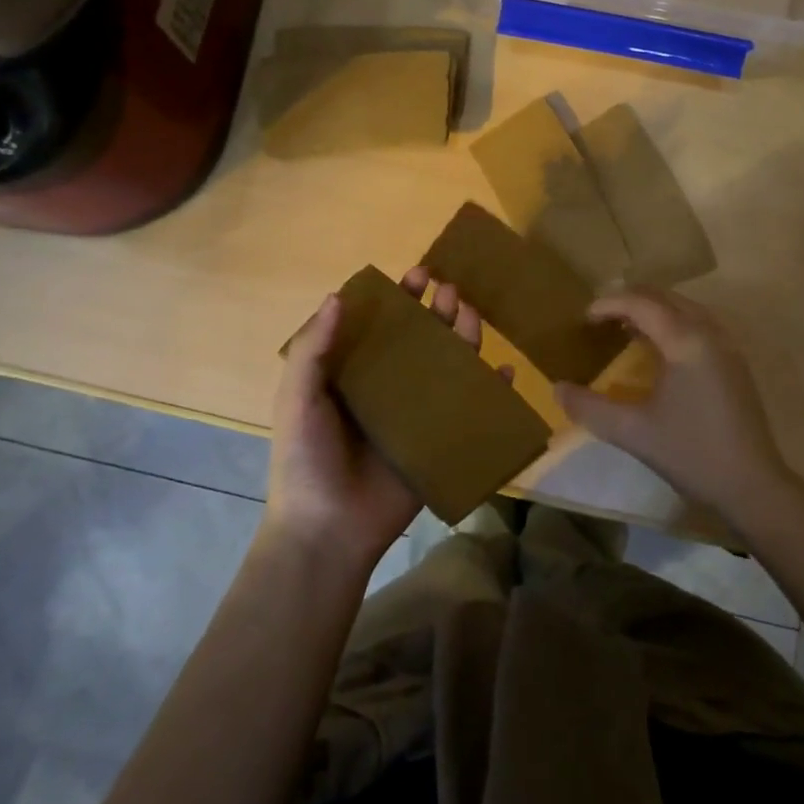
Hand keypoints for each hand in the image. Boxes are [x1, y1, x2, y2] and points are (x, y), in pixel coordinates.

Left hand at [266, 268, 487, 573]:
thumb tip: (338, 295)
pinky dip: (492, 390)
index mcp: (355, 374)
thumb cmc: (307, 458)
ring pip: (449, 367)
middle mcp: (389, 387)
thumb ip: (313, 349)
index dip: (400, 299)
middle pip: (421, 340)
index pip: (382, 326)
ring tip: (472, 314)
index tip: (417, 275)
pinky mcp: (440, 441)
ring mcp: (418, 414)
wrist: (328, 529)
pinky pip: (471, 409)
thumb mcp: (297, 398)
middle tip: (450, 289)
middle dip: (438, 311)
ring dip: (464, 338)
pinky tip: (505, 371)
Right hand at [554, 288, 795, 526]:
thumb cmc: (691, 453)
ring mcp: (727, 346)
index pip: (642, 303)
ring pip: (685, 308)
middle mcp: (709, 332)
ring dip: (654, 310)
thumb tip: (556, 389)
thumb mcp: (633, 432)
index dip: (610, 304)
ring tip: (625, 328)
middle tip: (601, 317)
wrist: (752, 484)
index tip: (584, 317)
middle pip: (666, 297)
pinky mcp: (735, 363)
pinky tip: (659, 350)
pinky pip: (699, 324)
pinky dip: (673, 323)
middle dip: (631, 300)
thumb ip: (590, 408)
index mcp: (685, 341)